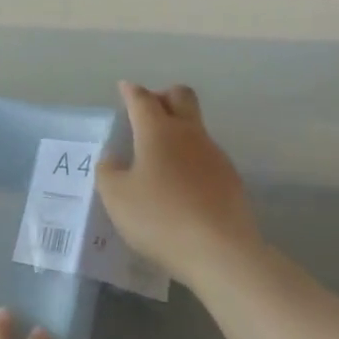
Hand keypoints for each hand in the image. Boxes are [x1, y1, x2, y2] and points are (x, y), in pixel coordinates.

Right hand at [96, 82, 262, 285]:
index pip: (142, 99)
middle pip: (181, 96)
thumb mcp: (116, 197)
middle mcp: (189, 134)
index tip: (125, 88)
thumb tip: (112, 158)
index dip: (131, 92)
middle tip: (148, 112)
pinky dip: (190, 159)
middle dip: (163, 96)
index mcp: (158, 131)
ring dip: (178, 131)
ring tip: (159, 157)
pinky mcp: (230, 178)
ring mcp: (214, 155)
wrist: (220, 250)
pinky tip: (180, 185)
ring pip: (196, 127)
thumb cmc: (159, 217)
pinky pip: (206, 156)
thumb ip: (108, 172)